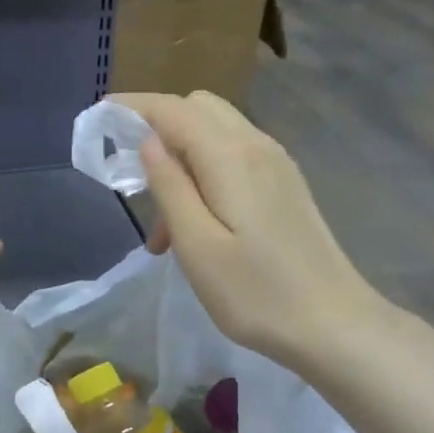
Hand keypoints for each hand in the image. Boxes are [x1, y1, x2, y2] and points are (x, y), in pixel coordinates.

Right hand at [111, 92, 382, 373]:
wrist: (335, 325)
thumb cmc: (257, 294)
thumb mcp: (198, 246)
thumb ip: (170, 186)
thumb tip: (147, 141)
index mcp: (231, 156)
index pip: (173, 109)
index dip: (133, 107)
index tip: (98, 116)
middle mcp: (257, 145)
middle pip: (198, 108)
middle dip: (158, 128)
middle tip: (133, 181)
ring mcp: (277, 163)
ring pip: (216, 133)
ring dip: (181, 158)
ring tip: (164, 230)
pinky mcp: (285, 184)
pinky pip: (235, 155)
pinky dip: (205, 171)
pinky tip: (198, 225)